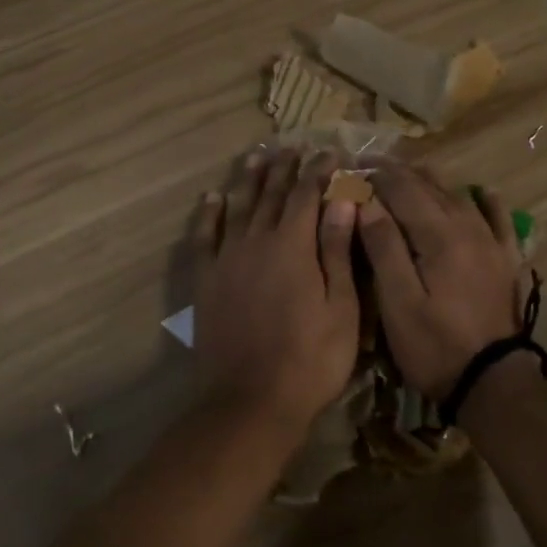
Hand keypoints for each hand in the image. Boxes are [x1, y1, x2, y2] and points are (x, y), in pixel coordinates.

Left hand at [191, 150, 361, 426]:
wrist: (251, 400)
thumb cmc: (311, 359)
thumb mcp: (341, 307)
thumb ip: (337, 250)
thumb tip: (343, 199)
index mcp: (293, 246)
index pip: (307, 195)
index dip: (319, 171)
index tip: (329, 152)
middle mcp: (256, 242)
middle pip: (271, 195)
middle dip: (284, 168)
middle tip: (292, 145)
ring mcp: (226, 260)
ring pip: (238, 207)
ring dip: (248, 179)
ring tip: (256, 155)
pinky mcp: (205, 281)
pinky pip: (204, 237)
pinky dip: (208, 215)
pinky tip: (211, 198)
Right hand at [357, 163, 525, 398]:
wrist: (492, 382)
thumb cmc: (435, 345)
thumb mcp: (398, 301)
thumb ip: (384, 247)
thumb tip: (367, 201)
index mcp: (438, 235)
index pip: (403, 190)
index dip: (375, 176)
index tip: (351, 168)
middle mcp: (468, 228)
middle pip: (431, 187)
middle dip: (399, 174)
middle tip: (372, 168)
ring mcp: (491, 243)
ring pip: (460, 197)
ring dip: (433, 181)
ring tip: (411, 173)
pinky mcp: (505, 260)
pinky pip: (498, 219)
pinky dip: (485, 201)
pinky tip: (479, 192)